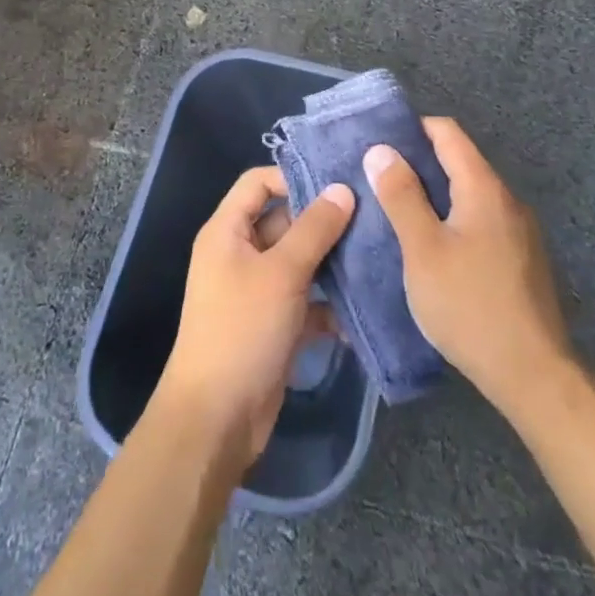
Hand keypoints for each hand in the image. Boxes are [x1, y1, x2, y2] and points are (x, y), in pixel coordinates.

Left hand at [152, 167, 354, 462]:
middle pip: (284, 220)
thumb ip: (314, 229)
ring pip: (300, 261)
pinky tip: (365, 307)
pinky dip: (330, 304)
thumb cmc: (242, 330)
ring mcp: (257, 290)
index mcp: (228, 231)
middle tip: (372, 213)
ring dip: (333, 261)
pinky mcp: (275, 323)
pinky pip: (306, 300)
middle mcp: (240, 254)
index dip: (294, 176)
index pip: (258, 182)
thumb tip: (342, 189)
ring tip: (378, 252)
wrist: (217, 419)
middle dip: (324, 220)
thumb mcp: (282, 273)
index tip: (338, 181)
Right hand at [365, 119, 573, 414]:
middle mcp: (507, 199)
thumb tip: (381, 150)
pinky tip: (430, 247)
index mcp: (484, 188)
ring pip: (469, 195)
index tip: (378, 143)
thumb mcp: (423, 249)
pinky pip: (480, 221)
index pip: (447, 132)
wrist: (533, 373)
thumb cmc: (469, 305)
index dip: (412, 129)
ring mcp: (519, 230)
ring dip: (434, 195)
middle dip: (418, 164)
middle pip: (459, 161)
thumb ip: (401, 196)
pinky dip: (452, 220)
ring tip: (396, 212)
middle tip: (377, 180)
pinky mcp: (520, 259)